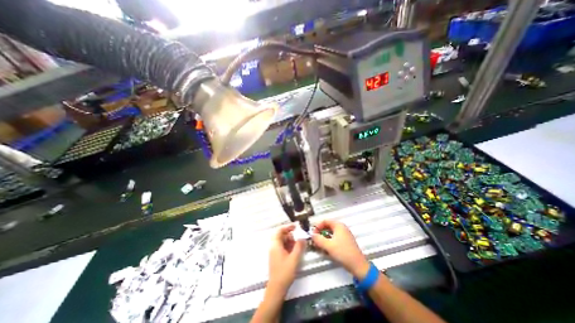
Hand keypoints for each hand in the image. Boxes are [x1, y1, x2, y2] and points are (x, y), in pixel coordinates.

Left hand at [268, 225, 307, 292]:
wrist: (277, 289)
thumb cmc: (285, 272)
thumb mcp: (294, 258)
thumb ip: (299, 246)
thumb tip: (303, 237)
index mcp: (276, 245)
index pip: (280, 230)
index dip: (287, 227)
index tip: (296, 227)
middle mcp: (273, 247)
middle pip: (281, 236)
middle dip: (290, 235)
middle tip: (299, 238)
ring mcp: (274, 252)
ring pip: (282, 242)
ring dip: (290, 241)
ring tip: (298, 245)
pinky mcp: (276, 257)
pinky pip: (282, 247)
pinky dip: (289, 247)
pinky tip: (295, 251)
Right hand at [313, 220, 369, 278]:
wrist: (358, 266)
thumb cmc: (343, 252)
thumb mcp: (328, 245)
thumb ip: (318, 239)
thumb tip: (312, 235)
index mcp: (338, 225)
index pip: (325, 221)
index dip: (318, 226)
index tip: (313, 234)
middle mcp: (342, 228)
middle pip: (328, 226)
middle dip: (320, 232)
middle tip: (315, 240)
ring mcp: (345, 235)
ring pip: (331, 233)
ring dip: (324, 238)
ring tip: (320, 245)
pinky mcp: (346, 242)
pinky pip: (335, 238)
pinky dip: (329, 241)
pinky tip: (327, 249)